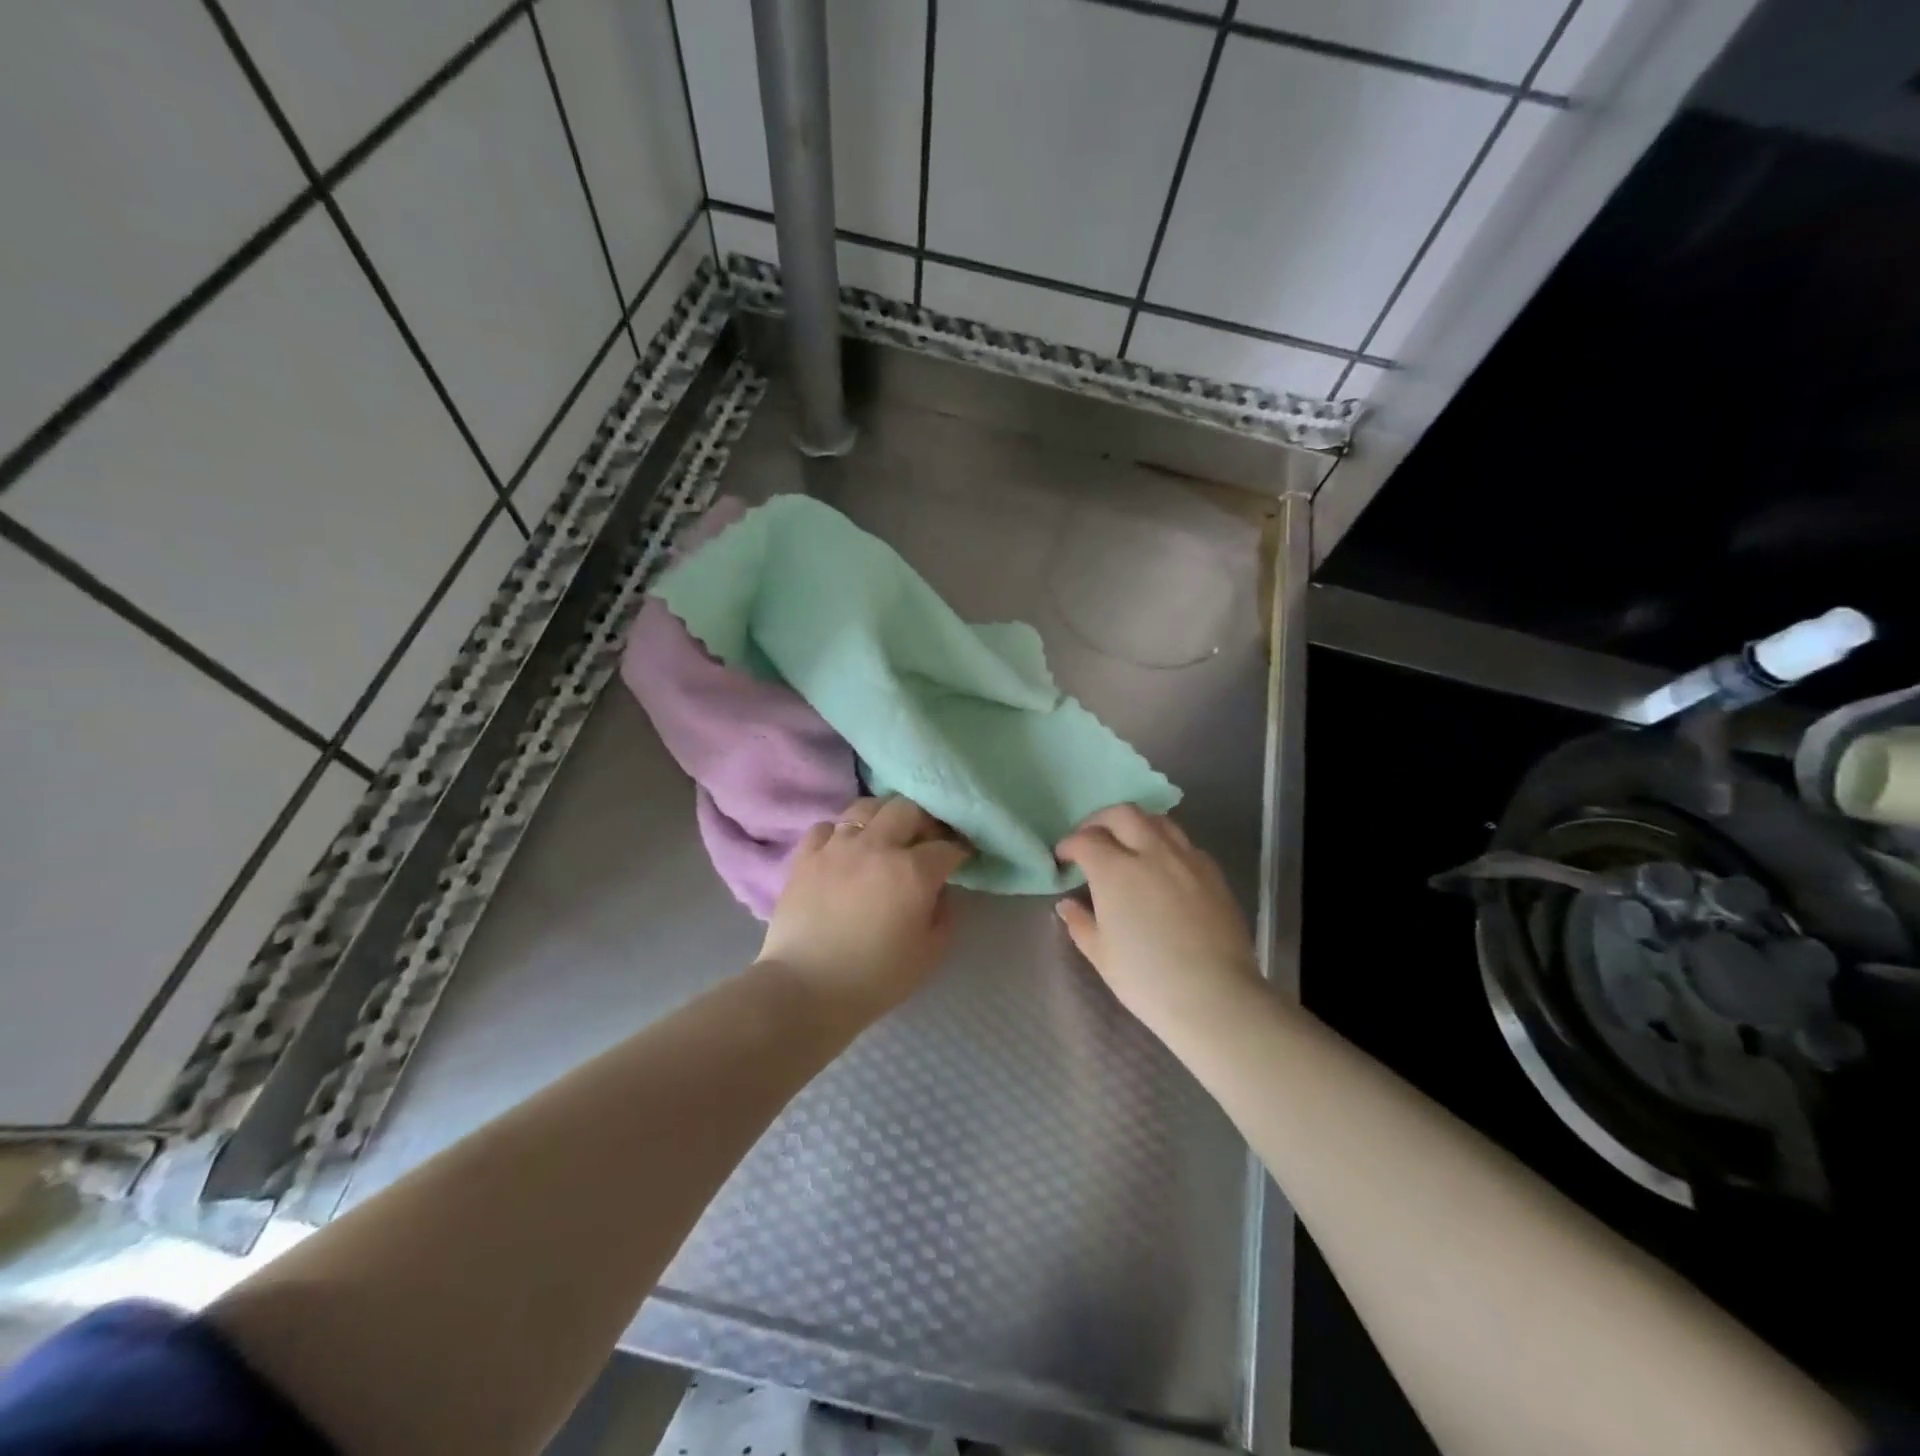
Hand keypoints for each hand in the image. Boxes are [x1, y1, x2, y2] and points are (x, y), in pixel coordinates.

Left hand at [759, 795, 971, 1022]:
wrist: (806, 990)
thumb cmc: (875, 978)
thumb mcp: (930, 954)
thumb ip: (944, 914)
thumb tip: (938, 891)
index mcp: (913, 871)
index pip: (947, 846)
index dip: (959, 851)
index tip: (961, 858)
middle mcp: (877, 846)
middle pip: (908, 809)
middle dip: (924, 821)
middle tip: (926, 840)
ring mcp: (837, 846)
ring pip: (866, 806)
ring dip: (884, 816)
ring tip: (885, 836)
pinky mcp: (805, 856)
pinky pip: (827, 827)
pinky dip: (840, 833)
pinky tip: (844, 850)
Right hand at [1055, 804, 1262, 1036]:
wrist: (1215, 997)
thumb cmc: (1147, 979)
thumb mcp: (1101, 955)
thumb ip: (1081, 923)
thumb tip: (1068, 905)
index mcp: (1115, 870)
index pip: (1085, 839)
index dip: (1069, 845)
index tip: (1064, 858)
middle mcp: (1151, 852)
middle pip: (1122, 814)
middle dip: (1100, 821)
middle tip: (1091, 840)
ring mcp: (1186, 858)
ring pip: (1157, 820)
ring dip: (1135, 825)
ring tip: (1128, 845)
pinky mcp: (1212, 872)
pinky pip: (1184, 843)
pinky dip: (1165, 844)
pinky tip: (1162, 868)